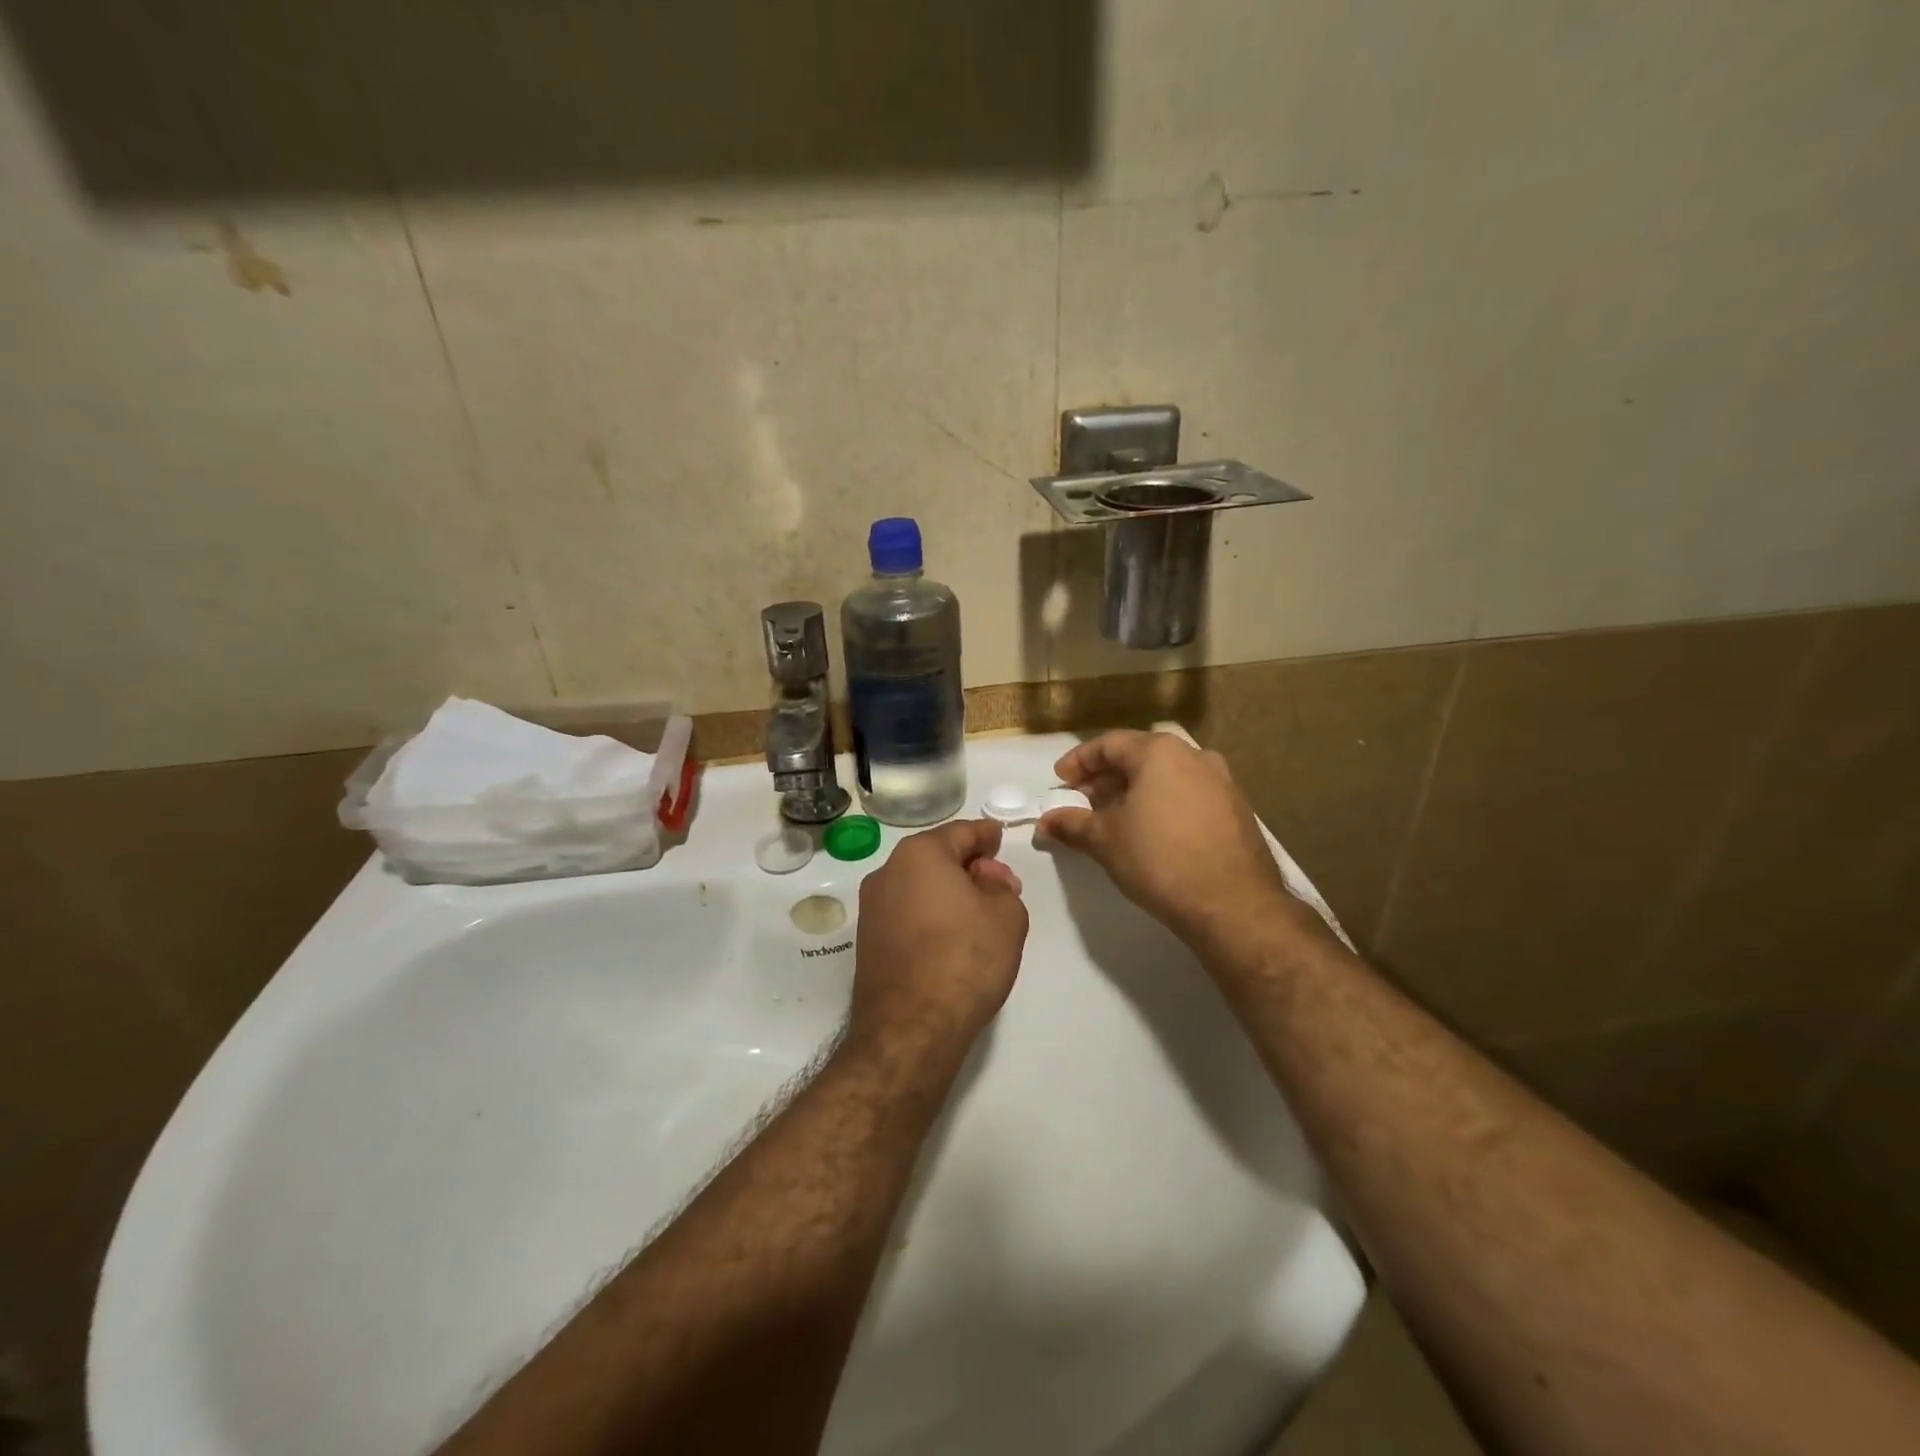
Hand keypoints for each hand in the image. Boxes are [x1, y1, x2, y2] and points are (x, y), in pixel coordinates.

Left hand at [849, 819, 1029, 1058]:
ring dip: (947, 892)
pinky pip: (906, 914)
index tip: (1000, 837)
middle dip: (968, 865)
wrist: (910, 1029)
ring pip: (919, 887)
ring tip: (978, 915)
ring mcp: (871, 909)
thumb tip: (986, 878)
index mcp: (920, 854)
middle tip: (999, 883)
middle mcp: (887, 873)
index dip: (986, 835)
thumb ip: (1002, 886)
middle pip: (936, 858)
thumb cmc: (965, 959)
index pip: (961, 832)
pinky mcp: (867, 943)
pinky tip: (951, 938)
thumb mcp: (1006, 916)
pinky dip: (930, 916)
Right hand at [1039, 730, 1297, 949]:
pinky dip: (1163, 802)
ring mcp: (1221, 781)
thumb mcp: (1105, 841)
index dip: (1079, 762)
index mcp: (1160, 752)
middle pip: (1139, 755)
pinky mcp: (1236, 809)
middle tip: (1083, 801)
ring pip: (1166, 775)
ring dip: (1136, 790)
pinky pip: (1188, 793)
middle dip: (1106, 776)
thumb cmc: (1160, 860)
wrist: (1234, 904)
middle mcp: (1194, 756)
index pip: (1109, 744)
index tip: (1060, 781)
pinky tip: (1150, 831)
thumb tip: (1045, 821)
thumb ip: (1072, 824)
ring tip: (1114, 817)